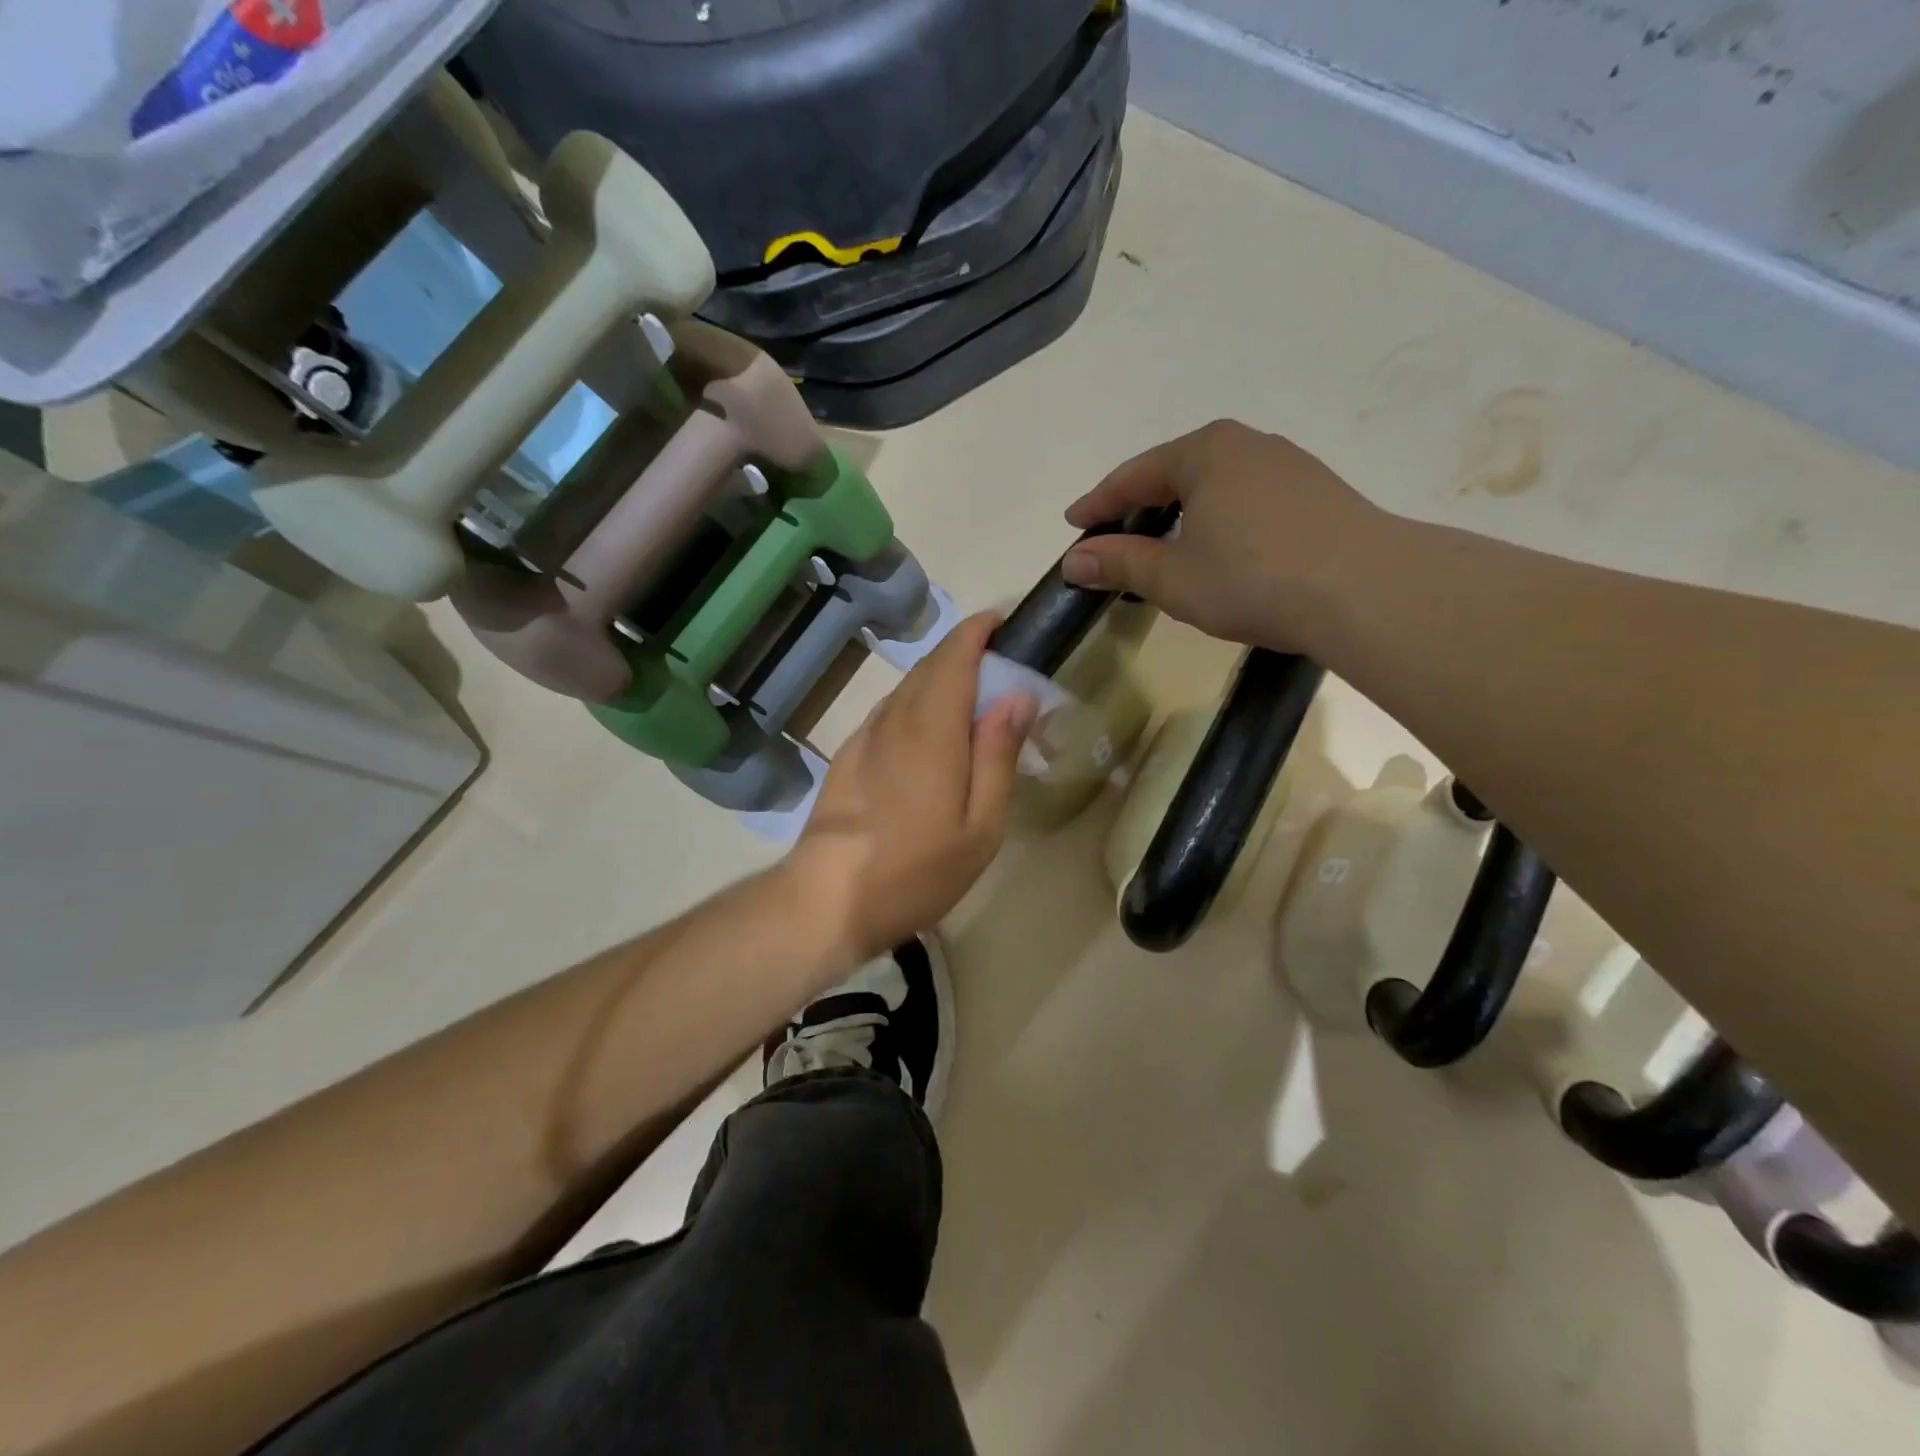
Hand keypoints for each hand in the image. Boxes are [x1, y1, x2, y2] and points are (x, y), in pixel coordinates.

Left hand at [790, 611, 1036, 964]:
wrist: (827, 899)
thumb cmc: (916, 869)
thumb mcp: (980, 825)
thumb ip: (998, 755)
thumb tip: (1017, 696)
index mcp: (933, 727)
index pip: (955, 654)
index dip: (979, 631)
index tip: (1005, 625)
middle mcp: (895, 718)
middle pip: (931, 665)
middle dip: (965, 653)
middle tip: (1001, 669)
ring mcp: (866, 736)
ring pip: (908, 687)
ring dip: (940, 679)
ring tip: (971, 702)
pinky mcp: (849, 756)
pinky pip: (890, 712)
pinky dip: (916, 705)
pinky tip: (929, 736)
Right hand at [1060, 419, 1387, 653]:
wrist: (1366, 589)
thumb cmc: (1253, 578)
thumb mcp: (1173, 578)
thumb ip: (1120, 564)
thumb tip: (1074, 562)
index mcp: (1204, 452)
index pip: (1133, 475)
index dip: (1098, 503)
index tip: (1074, 524)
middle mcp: (1246, 444)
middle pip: (1175, 472)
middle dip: (1140, 505)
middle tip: (1115, 535)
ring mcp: (1288, 464)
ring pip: (1216, 485)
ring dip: (1183, 512)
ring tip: (1165, 545)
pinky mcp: (1317, 491)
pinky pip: (1248, 498)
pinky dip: (1220, 519)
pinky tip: (1221, 549)